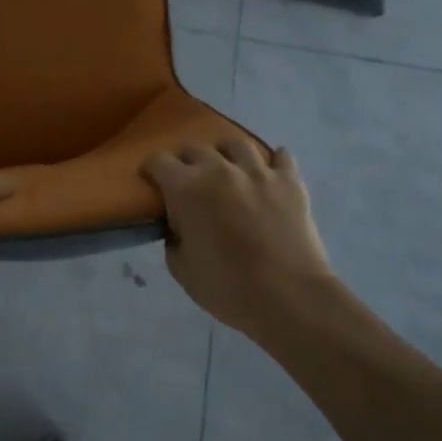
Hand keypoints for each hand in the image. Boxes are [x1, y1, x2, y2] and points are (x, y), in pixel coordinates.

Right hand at [142, 140, 337, 333]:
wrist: (290, 298)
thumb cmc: (228, 288)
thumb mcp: (182, 269)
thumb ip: (173, 238)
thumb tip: (179, 226)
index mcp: (186, 189)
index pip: (158, 161)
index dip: (151, 170)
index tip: (152, 182)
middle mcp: (219, 169)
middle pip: (194, 148)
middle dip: (186, 161)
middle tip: (189, 181)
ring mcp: (258, 172)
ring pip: (236, 143)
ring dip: (226, 153)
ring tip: (228, 168)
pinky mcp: (290, 181)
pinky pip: (281, 156)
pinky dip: (273, 161)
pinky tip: (270, 171)